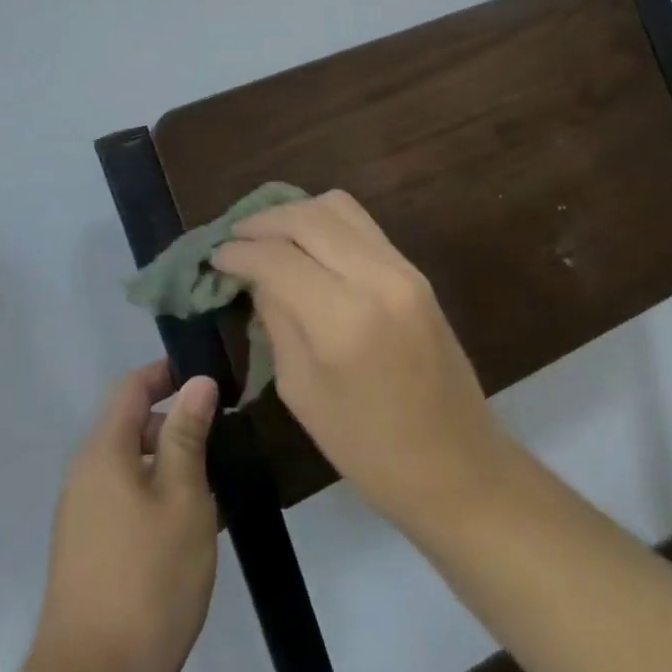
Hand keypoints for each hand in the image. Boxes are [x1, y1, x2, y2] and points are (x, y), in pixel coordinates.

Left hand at [25, 362, 219, 671]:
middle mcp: (86, 478)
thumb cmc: (148, 578)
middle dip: (176, 422)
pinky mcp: (93, 556)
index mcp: (102, 454)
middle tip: (226, 431)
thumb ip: (188, 435)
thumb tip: (197, 382)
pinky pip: (129, 505)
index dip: (167, 373)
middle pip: (131, 427)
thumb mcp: (182, 498)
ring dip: (173, 465)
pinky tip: (200, 524)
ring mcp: (85, 520)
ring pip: (133, 469)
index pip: (131, 388)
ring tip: (222, 477)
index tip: (210, 375)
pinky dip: (161, 499)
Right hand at [212, 190, 506, 531]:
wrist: (457, 464)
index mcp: (343, 318)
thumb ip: (277, 321)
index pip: (277, 257)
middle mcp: (376, 277)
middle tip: (234, 238)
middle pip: (308, 217)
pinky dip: (326, 223)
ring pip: (339, 207)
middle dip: (264, 221)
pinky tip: (305, 244)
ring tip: (267, 235)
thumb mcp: (302, 392)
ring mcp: (403, 268)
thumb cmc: (369, 449)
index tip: (214, 257)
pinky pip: (363, 225)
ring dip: (296, 213)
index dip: (239, 252)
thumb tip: (257, 277)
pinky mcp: (416, 271)